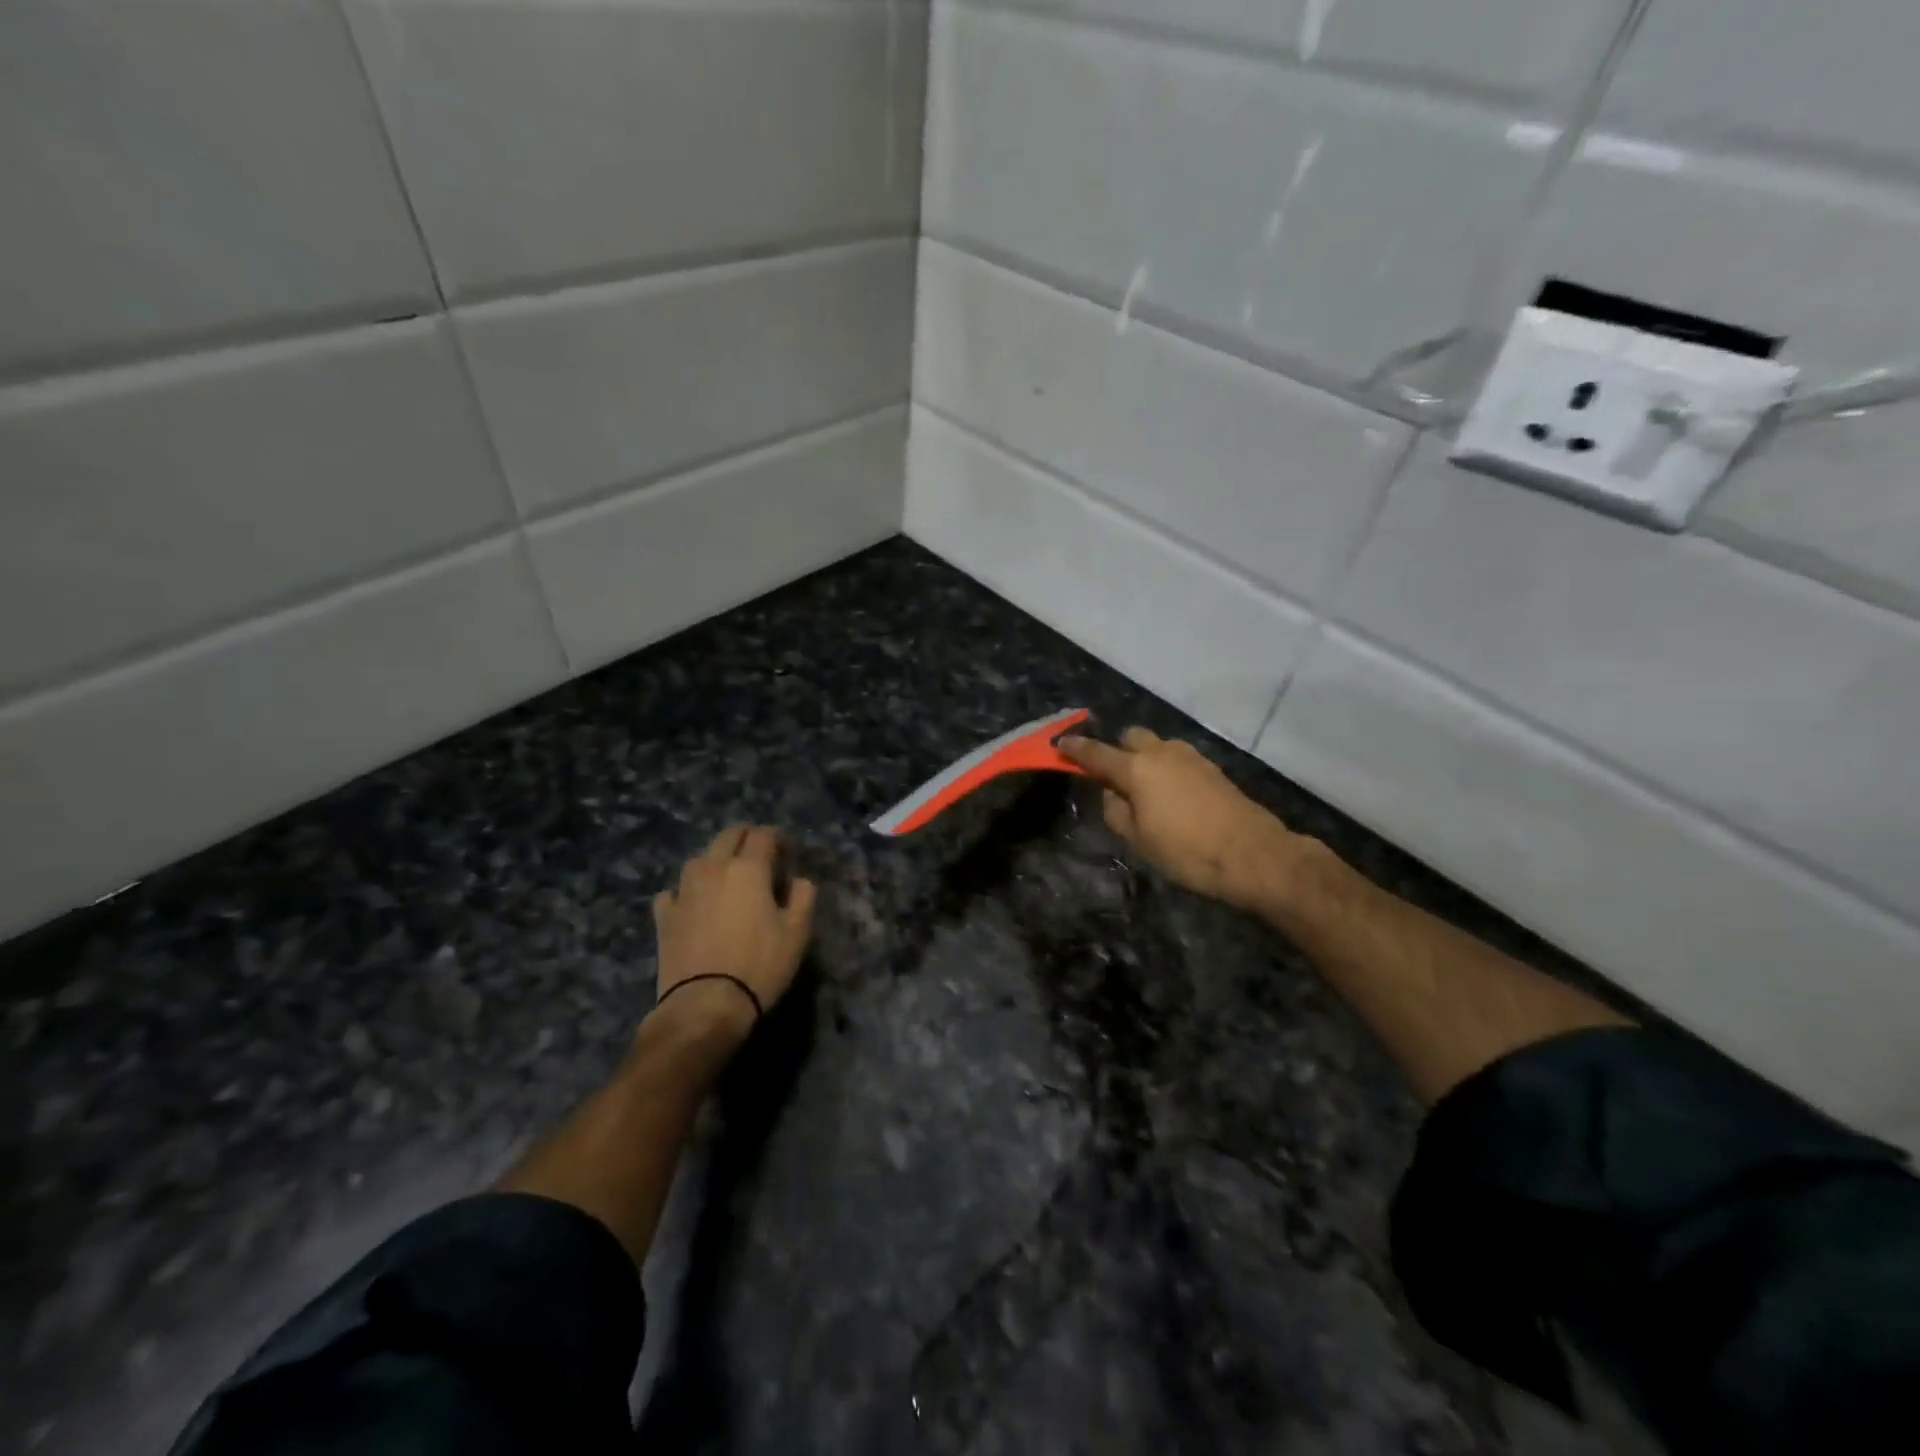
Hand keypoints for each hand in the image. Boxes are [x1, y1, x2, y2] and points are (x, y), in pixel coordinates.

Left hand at [651, 825, 816, 1042]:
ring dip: (716, 860)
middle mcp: (713, 868)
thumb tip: (798, 881)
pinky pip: (674, 891)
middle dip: (747, 838)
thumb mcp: (797, 932)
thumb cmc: (760, 965)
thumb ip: (803, 897)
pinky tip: (693, 905)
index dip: (778, 838)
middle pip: (729, 836)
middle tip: (760, 856)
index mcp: (748, 868)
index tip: (787, 852)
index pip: (764, 835)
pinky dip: (686, 892)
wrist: (705, 1004)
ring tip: (727, 878)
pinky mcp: (664, 915)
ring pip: (700, 858)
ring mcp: (684, 890)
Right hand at [1058, 728, 1308, 913]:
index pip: (1096, 753)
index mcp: (1136, 769)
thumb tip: (1112, 794)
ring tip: (1146, 792)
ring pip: (1157, 746)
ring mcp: (1190, 757)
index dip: (1075, 749)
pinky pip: (1177, 759)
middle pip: (1131, 737)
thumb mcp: (1138, 840)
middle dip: (1118, 750)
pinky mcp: (1211, 768)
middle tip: (1114, 778)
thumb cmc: (1187, 851)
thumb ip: (1116, 811)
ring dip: (1145, 759)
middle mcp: (1161, 752)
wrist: (1253, 854)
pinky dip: (1166, 769)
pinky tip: (1172, 796)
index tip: (1060, 743)